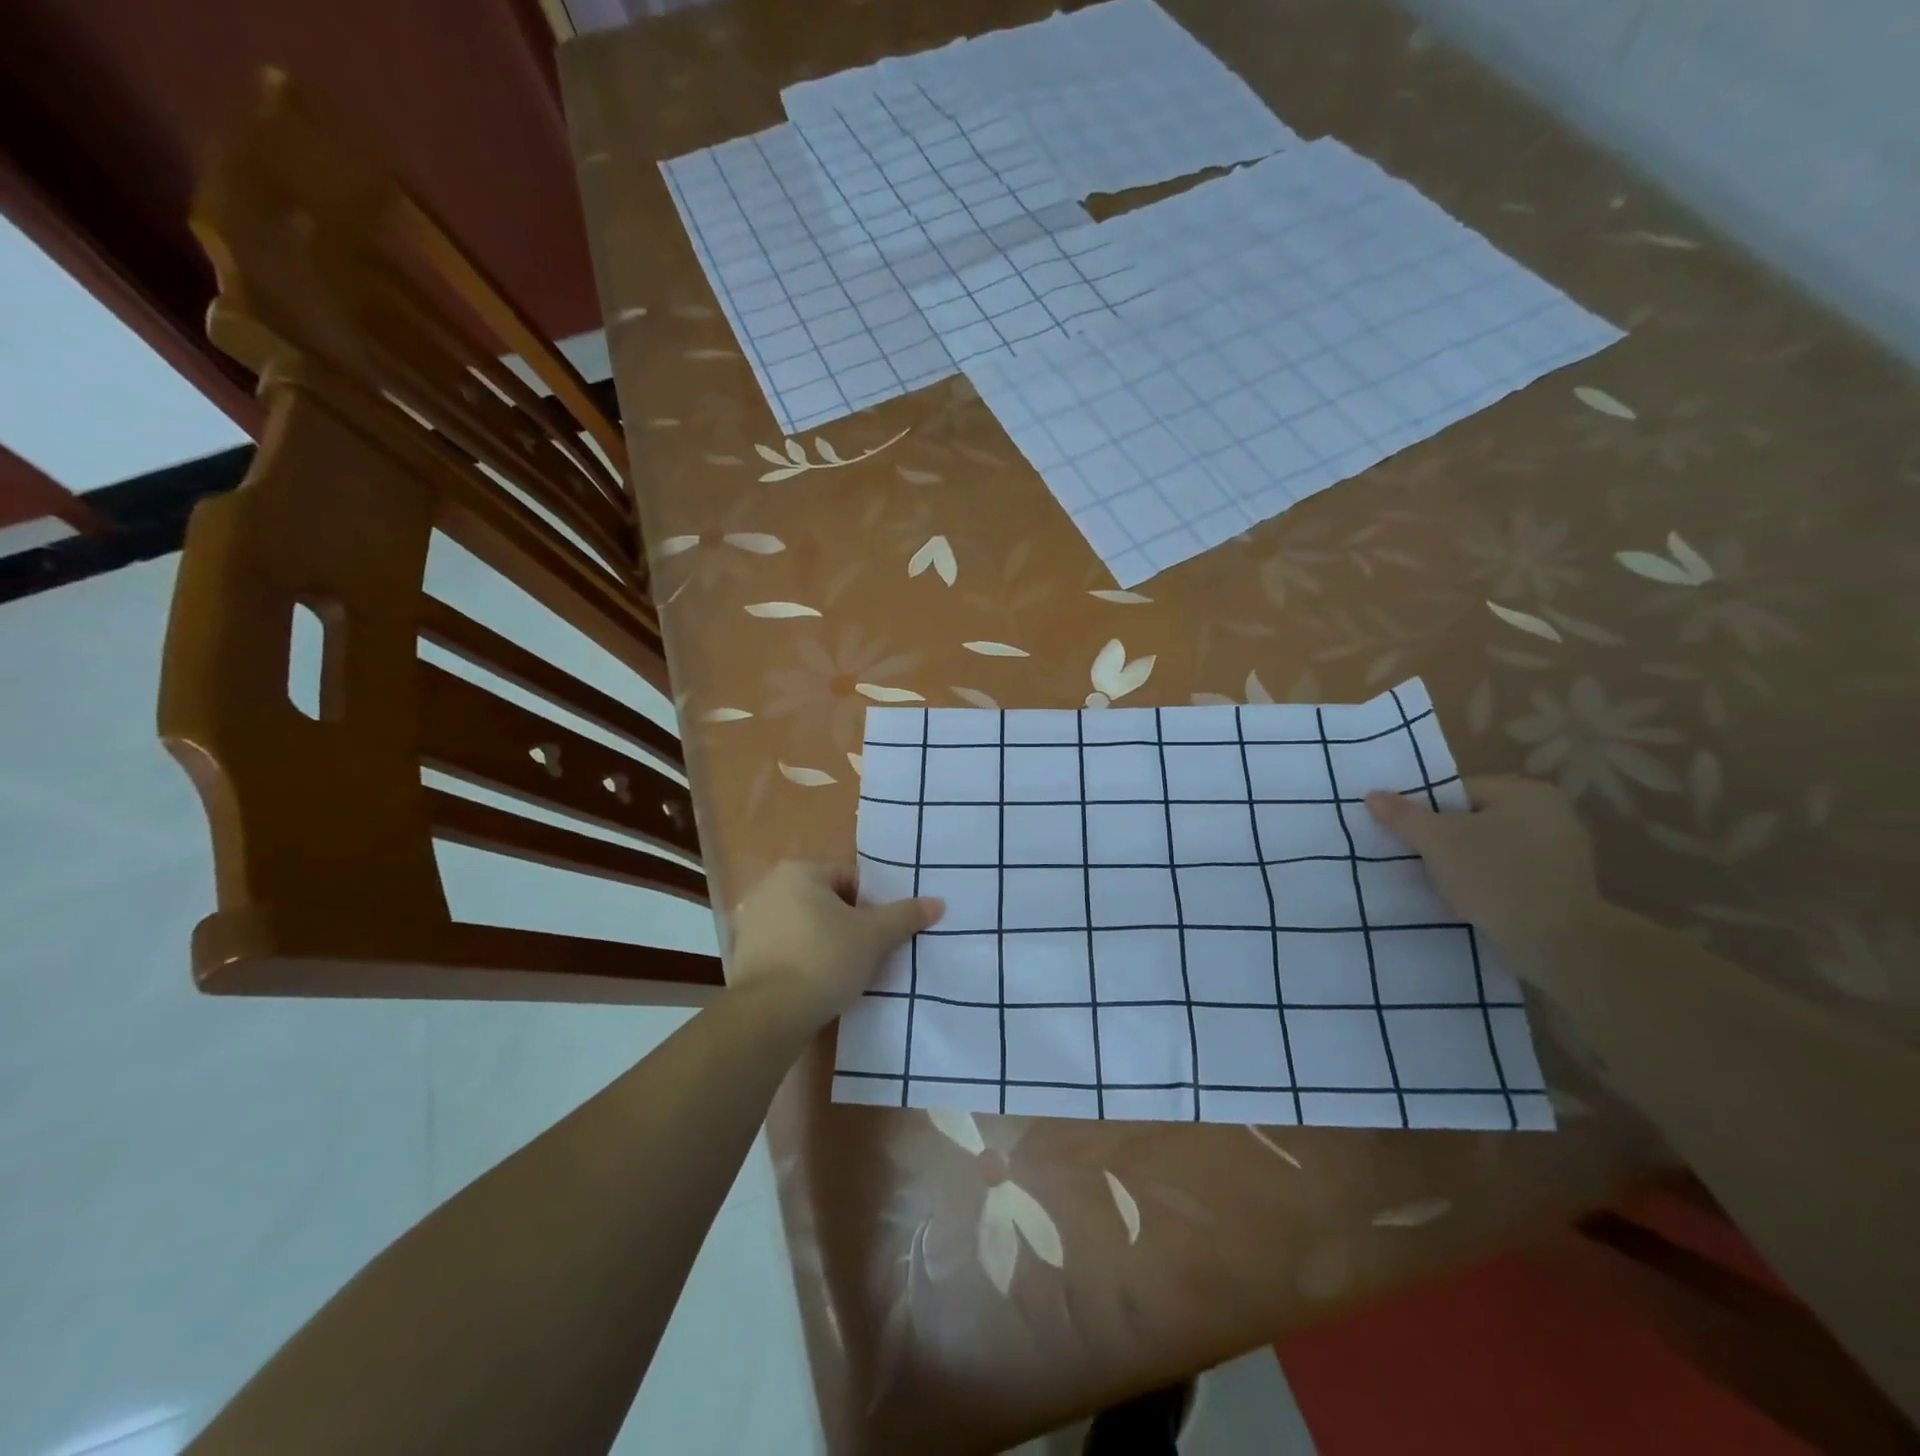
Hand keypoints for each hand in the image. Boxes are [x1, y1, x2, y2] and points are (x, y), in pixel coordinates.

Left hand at [726, 861, 943, 1032]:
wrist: (769, 1014)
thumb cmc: (824, 960)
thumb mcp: (874, 936)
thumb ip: (905, 915)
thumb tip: (937, 902)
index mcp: (799, 871)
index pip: (850, 879)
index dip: (872, 905)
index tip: (881, 933)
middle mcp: (769, 887)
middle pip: (826, 900)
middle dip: (847, 923)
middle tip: (867, 952)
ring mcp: (751, 921)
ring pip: (804, 924)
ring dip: (824, 941)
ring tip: (844, 970)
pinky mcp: (742, 954)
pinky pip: (785, 948)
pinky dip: (801, 959)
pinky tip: (816, 982)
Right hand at [1366, 776, 1603, 981]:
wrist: (1558, 943)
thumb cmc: (1494, 878)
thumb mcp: (1436, 842)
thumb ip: (1403, 816)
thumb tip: (1373, 795)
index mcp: (1526, 792)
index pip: (1458, 791)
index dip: (1428, 813)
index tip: (1412, 839)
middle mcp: (1552, 812)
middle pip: (1475, 818)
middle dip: (1447, 838)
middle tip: (1423, 861)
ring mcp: (1564, 849)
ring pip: (1493, 846)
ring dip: (1467, 861)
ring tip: (1445, 883)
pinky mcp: (1565, 883)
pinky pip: (1512, 870)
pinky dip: (1490, 880)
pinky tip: (1475, 899)